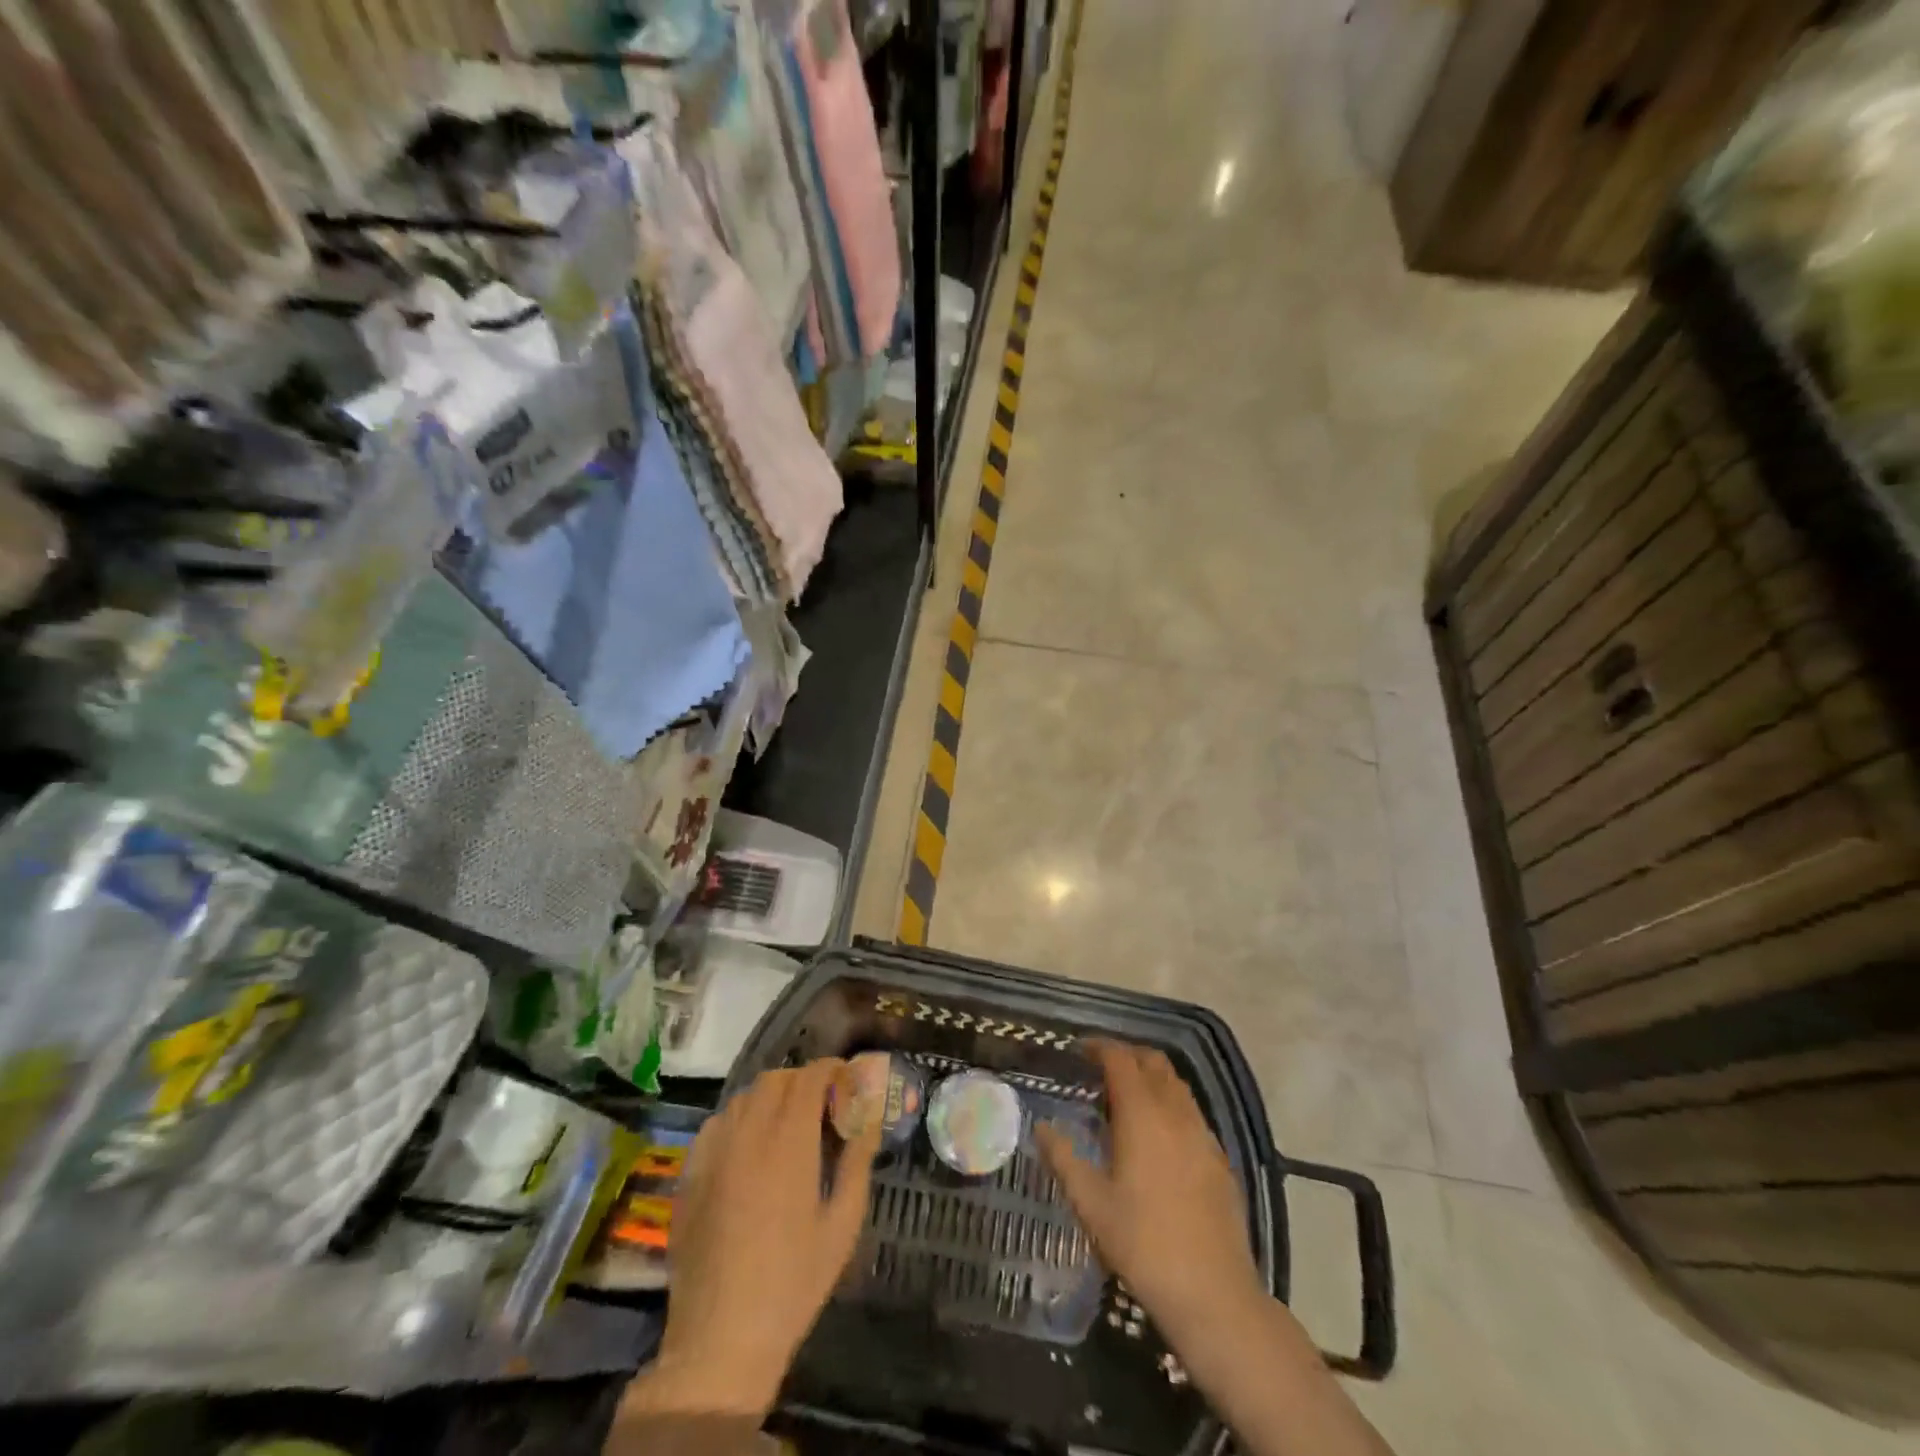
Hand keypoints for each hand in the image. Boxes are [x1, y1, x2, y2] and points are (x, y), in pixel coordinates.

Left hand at [641, 1060, 881, 1416]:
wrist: (721, 1339)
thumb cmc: (793, 1283)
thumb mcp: (842, 1224)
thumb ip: (857, 1160)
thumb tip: (869, 1116)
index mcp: (789, 1141)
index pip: (810, 1076)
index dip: (833, 1069)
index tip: (848, 1082)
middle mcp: (748, 1133)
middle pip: (777, 1079)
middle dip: (804, 1081)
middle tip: (823, 1108)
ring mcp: (714, 1152)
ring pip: (744, 1096)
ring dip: (771, 1097)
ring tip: (788, 1126)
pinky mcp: (690, 1173)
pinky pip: (717, 1123)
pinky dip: (739, 1119)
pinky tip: (750, 1149)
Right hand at [1035, 1039, 1265, 1345]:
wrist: (1213, 1294)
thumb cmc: (1142, 1244)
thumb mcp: (1090, 1204)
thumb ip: (1063, 1158)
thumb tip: (1041, 1126)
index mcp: (1142, 1114)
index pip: (1120, 1059)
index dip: (1099, 1047)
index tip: (1079, 1050)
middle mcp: (1176, 1113)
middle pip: (1153, 1062)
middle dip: (1126, 1055)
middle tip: (1100, 1069)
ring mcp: (1203, 1134)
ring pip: (1176, 1085)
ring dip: (1150, 1077)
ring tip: (1126, 1098)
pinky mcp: (1219, 1158)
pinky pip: (1192, 1112)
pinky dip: (1170, 1104)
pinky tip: (1158, 1135)